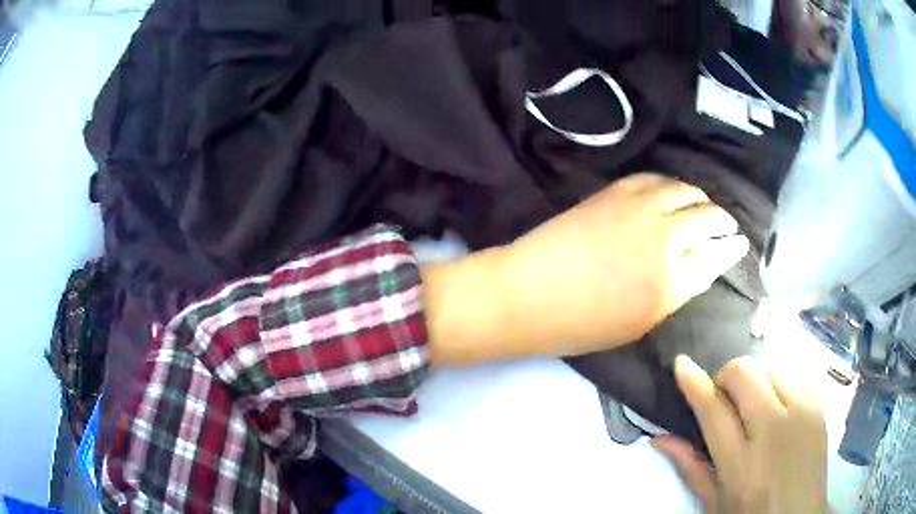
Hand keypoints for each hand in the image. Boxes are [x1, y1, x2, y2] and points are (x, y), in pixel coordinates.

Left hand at [498, 173, 748, 354]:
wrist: (528, 294)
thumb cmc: (580, 326)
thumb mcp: (638, 325)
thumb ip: (673, 296)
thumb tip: (694, 270)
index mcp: (671, 285)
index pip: (716, 259)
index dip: (732, 250)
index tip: (740, 244)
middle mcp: (665, 242)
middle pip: (708, 220)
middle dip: (723, 222)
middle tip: (727, 225)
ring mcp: (640, 210)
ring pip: (686, 192)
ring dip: (701, 198)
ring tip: (704, 204)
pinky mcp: (616, 192)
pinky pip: (655, 179)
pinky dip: (671, 184)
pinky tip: (673, 190)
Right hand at [652, 356, 827, 513]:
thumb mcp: (715, 503)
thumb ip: (690, 467)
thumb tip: (658, 438)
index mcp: (741, 465)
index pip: (714, 411)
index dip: (694, 383)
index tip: (682, 364)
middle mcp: (774, 431)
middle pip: (744, 373)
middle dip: (726, 378)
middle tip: (725, 401)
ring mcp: (803, 412)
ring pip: (770, 363)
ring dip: (754, 377)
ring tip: (754, 402)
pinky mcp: (819, 404)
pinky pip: (795, 370)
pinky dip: (779, 378)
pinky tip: (778, 402)